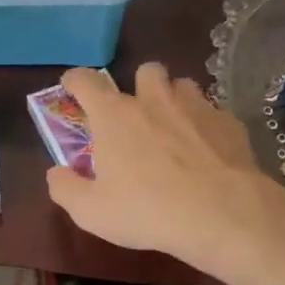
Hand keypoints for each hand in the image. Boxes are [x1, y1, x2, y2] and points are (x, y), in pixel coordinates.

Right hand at [47, 64, 284, 275]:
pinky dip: (206, 126)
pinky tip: (208, 152)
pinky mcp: (229, 123)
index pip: (86, 81)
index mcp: (115, 116)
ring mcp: (196, 107)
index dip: (75, 80)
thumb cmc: (148, 211)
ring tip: (174, 128)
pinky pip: (213, 113)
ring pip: (183, 85)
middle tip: (137, 114)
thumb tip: (55, 173)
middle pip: (145, 70)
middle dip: (139, 84)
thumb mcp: (91, 212)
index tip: (71, 85)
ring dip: (175, 100)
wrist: (222, 215)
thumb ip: (65, 189)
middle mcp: (154, 101)